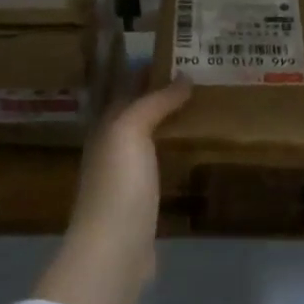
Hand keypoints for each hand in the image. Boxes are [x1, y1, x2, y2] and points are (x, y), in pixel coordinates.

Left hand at [32, 77, 191, 303]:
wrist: (114, 251)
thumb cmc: (119, 185)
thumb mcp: (130, 132)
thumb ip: (153, 103)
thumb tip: (183, 77)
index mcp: (105, 129)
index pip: (123, 90)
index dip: (142, 70)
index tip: (172, 52)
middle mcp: (111, 150)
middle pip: (134, 113)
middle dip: (156, 94)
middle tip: (193, 76)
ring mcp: (124, 179)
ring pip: (146, 139)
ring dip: (166, 123)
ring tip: (198, 108)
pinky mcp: (141, 204)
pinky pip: (158, 166)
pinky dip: (171, 153)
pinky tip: (189, 152)